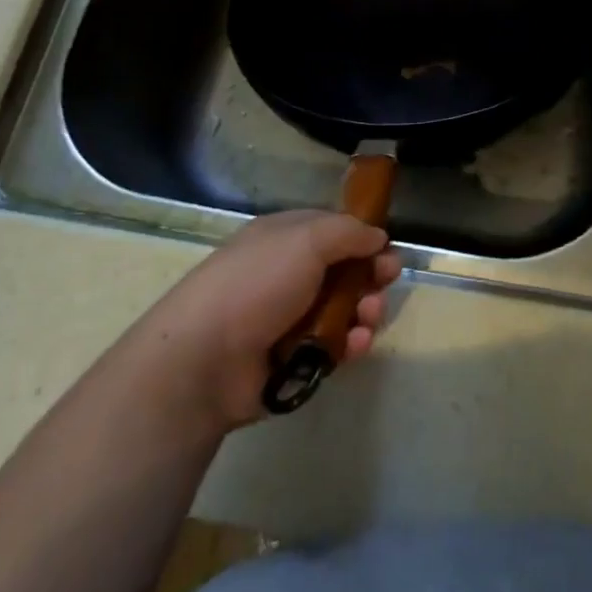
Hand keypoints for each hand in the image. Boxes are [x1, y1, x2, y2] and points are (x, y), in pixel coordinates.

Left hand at [138, 210, 403, 432]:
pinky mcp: (294, 360)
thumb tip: (378, 236)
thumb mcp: (307, 239)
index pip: (332, 230)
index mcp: (284, 239)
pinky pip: (334, 347)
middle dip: (371, 275)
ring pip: (344, 310)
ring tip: (367, 317)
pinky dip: (350, 343)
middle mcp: (288, 275)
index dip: (362, 237)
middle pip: (344, 271)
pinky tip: (355, 344)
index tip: (387, 247)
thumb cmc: (257, 284)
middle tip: (386, 280)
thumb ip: (349, 232)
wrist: (204, 360)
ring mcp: (290, 319)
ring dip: (365, 310)